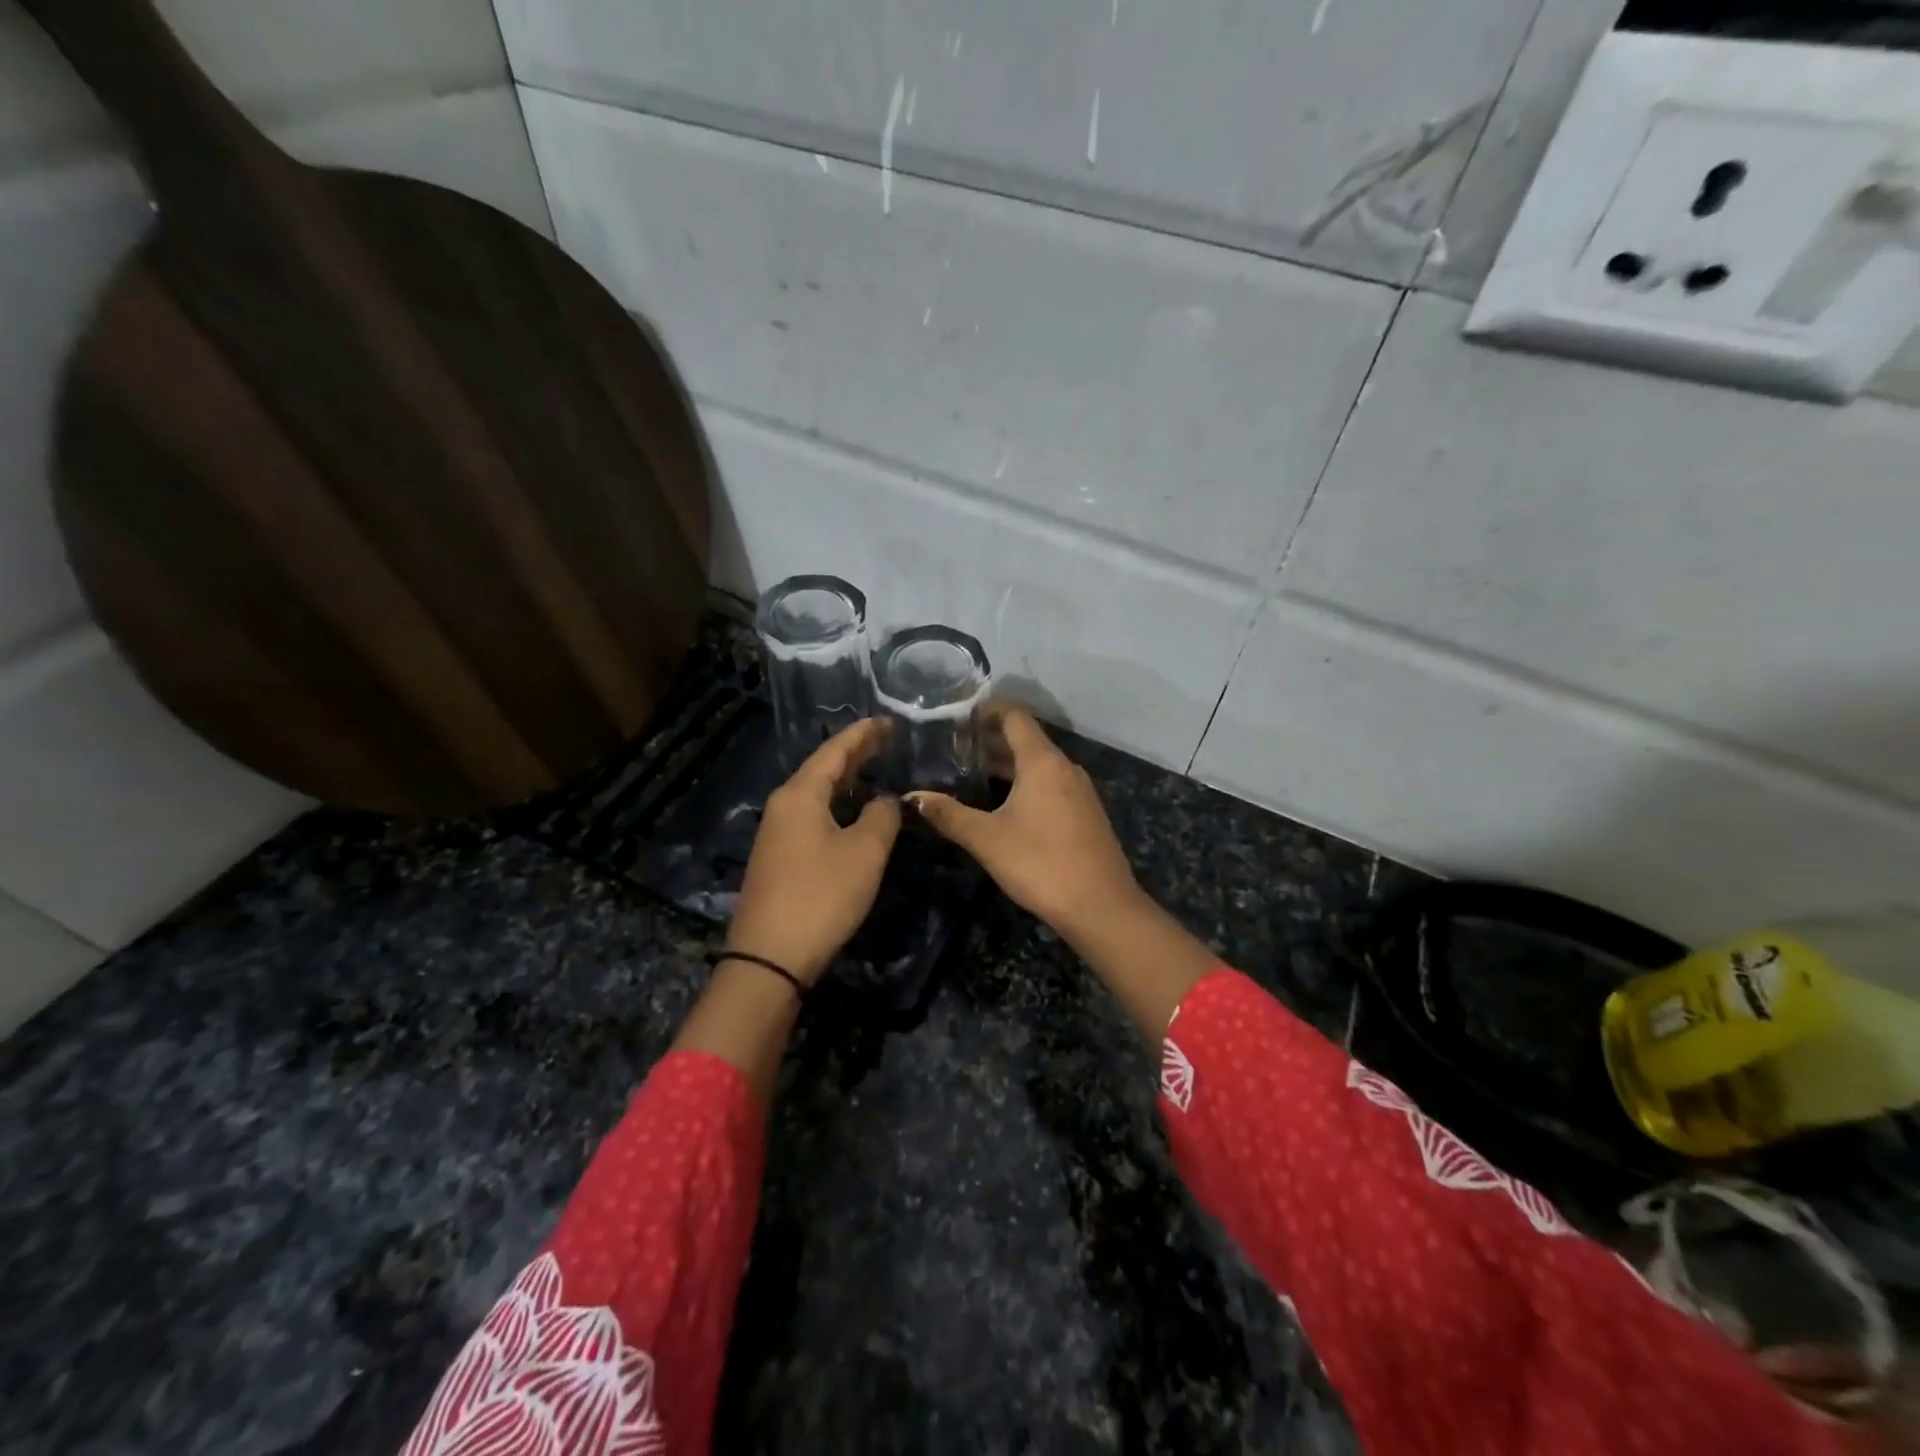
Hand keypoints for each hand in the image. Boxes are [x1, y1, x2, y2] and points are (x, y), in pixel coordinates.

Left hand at [725, 718, 900, 983]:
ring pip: (817, 794)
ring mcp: (778, 834)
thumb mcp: (865, 852)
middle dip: (855, 753)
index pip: (834, 751)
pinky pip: (812, 816)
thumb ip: (882, 816)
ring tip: (874, 768)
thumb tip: (887, 800)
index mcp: (800, 795)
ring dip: (846, 780)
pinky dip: (836, 804)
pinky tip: (853, 812)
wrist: (770, 956)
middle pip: (822, 769)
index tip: (887, 721)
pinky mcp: (780, 858)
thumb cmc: (821, 895)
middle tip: (886, 739)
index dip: (863, 734)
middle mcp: (783, 806)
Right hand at [909, 706, 1142, 938]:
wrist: (1101, 906)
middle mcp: (1064, 767)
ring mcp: (1080, 790)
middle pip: (1026, 739)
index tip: (957, 717)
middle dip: (992, 740)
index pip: (1014, 716)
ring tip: (973, 774)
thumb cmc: (1040, 863)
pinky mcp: (1086, 813)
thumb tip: (912, 798)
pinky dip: (1027, 783)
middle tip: (954, 748)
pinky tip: (1006, 804)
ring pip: (1039, 764)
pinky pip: (1051, 784)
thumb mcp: (987, 839)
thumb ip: (949, 815)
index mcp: (1042, 762)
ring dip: (1009, 764)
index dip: (987, 711)